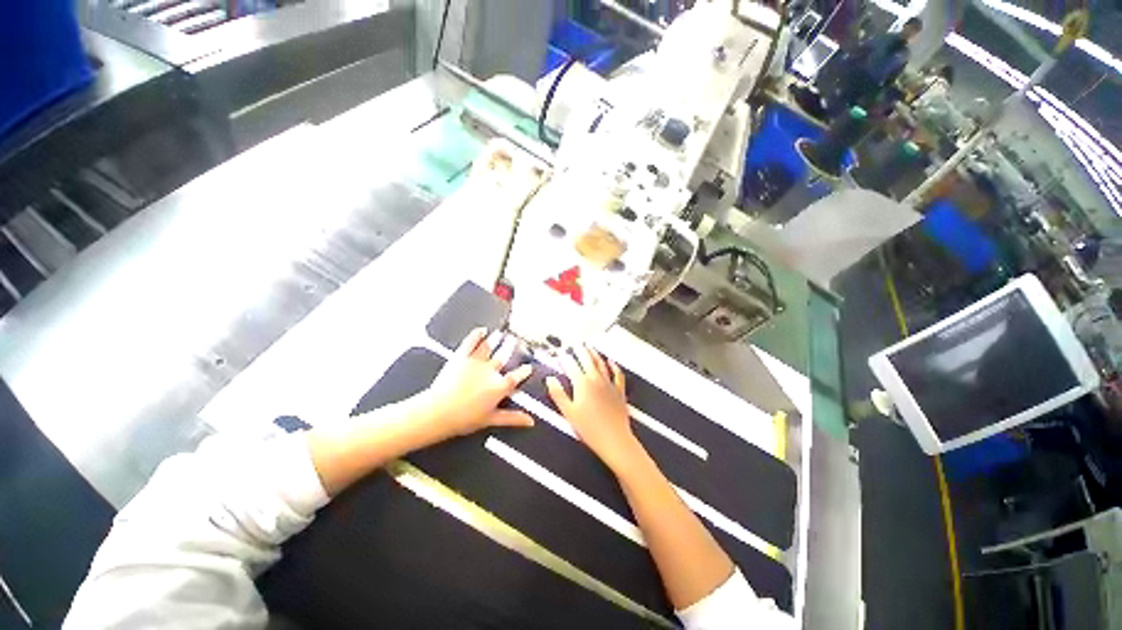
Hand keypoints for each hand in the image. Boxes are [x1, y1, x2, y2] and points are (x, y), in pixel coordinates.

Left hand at [418, 328, 534, 440]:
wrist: (438, 412)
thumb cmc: (464, 418)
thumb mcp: (491, 419)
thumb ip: (512, 418)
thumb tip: (530, 421)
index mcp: (499, 386)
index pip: (517, 376)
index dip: (524, 371)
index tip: (529, 367)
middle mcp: (491, 371)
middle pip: (504, 357)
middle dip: (512, 349)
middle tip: (516, 342)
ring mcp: (476, 362)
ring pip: (490, 347)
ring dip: (497, 339)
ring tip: (503, 334)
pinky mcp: (461, 357)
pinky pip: (471, 342)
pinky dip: (477, 334)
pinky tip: (482, 330)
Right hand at [546, 346, 643, 471]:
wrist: (614, 439)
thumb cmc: (590, 429)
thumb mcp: (568, 412)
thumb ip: (558, 394)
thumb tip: (550, 380)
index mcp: (582, 384)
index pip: (571, 365)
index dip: (565, 358)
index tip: (560, 354)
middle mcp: (596, 380)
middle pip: (587, 360)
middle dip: (580, 350)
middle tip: (575, 344)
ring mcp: (609, 384)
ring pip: (601, 364)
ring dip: (594, 354)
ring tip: (590, 347)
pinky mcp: (619, 391)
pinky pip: (617, 374)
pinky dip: (614, 366)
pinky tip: (611, 362)